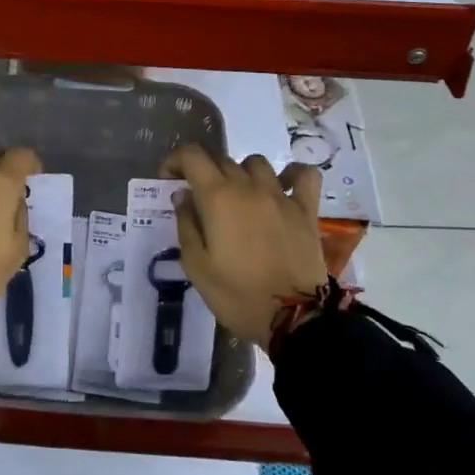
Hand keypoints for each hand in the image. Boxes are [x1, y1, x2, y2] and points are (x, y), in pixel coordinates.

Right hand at [161, 144, 326, 346]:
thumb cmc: (236, 295)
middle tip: (198, 199)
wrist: (293, 318)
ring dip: (240, 173)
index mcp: (218, 197)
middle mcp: (249, 187)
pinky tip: (282, 187)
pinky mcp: (306, 210)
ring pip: (256, 164)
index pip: (192, 155)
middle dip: (203, 172)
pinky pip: (303, 175)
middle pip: (222, 159)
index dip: (175, 160)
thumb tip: (183, 196)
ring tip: (237, 197)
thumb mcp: (196, 266)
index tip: (168, 180)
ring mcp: (281, 196)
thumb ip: (186, 225)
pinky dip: (291, 174)